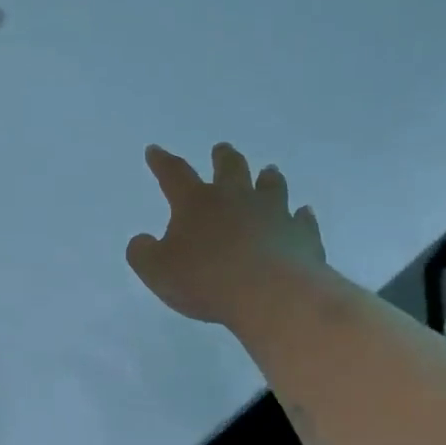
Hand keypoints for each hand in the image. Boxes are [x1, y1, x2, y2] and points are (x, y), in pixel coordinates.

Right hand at [126, 143, 325, 330]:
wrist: (271, 295)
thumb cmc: (206, 281)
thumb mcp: (157, 271)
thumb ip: (143, 253)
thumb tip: (142, 240)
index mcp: (197, 203)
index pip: (174, 174)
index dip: (162, 162)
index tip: (155, 150)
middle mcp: (236, 198)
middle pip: (230, 168)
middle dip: (223, 157)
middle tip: (222, 149)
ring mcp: (274, 213)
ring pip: (272, 186)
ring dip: (268, 178)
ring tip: (268, 171)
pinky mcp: (302, 235)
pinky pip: (302, 220)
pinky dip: (301, 216)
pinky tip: (303, 213)